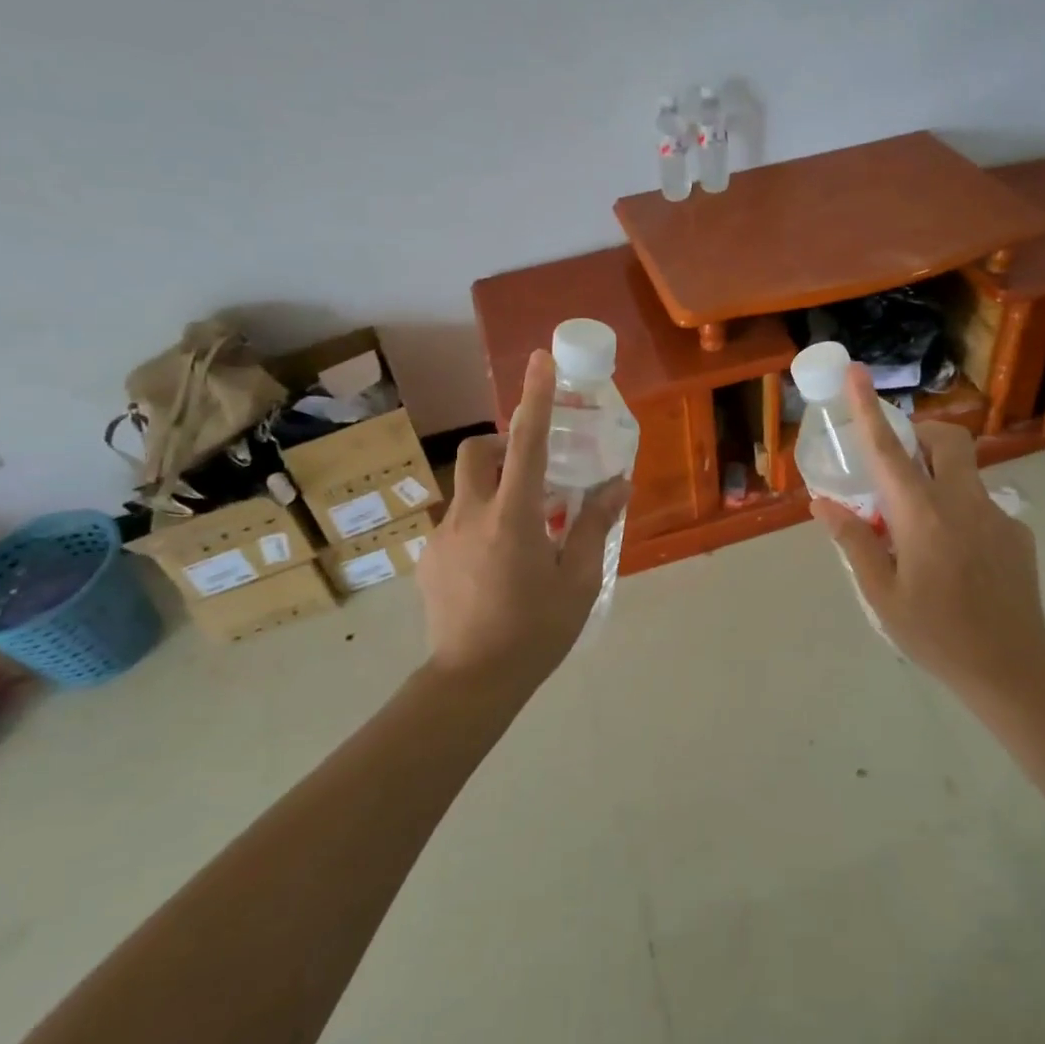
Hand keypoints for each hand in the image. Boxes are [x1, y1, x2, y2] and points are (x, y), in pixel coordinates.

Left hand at [416, 350, 629, 687]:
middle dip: (500, 442)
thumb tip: (616, 484)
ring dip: (493, 492)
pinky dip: (478, 526)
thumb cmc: (535, 631)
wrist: (470, 684)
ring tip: (519, 535)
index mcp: (514, 517)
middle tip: (531, 470)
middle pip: (477, 452)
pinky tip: (494, 569)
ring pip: (466, 490)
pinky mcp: (428, 560)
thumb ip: (595, 526)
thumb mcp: (578, 581)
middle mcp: (471, 515)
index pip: (526, 442)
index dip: (534, 397)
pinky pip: (456, 524)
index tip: (539, 359)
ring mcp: (442, 537)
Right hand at [809, 364, 1044, 697]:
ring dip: (938, 477)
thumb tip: (823, 503)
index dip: (869, 408)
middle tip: (898, 464)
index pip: (888, 451)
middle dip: (921, 433)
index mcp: (922, 515)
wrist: (1014, 669)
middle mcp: (962, 502)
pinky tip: (955, 560)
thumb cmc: (937, 634)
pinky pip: (980, 504)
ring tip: (921, 529)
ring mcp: (997, 514)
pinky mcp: (1017, 532)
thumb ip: (854, 542)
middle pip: (947, 439)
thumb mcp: (882, 595)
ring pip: (965, 471)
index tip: (858, 372)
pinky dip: (959, 512)